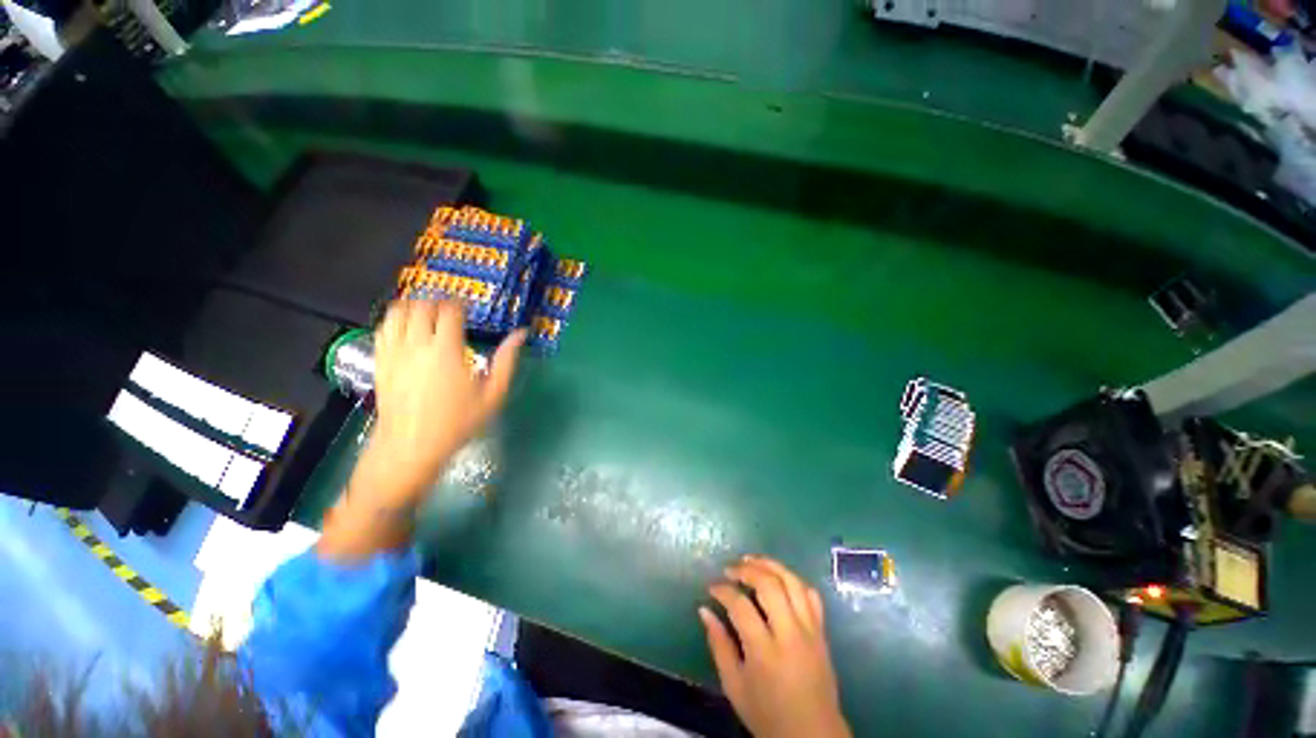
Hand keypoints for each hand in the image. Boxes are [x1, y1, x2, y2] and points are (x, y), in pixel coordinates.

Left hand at [368, 299, 524, 498]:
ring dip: (414, 306)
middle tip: (450, 310)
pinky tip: (406, 328)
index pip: (449, 310)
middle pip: (422, 305)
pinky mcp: (380, 360)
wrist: (411, 445)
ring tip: (427, 313)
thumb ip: (507, 361)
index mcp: (447, 351)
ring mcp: (394, 352)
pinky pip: (383, 327)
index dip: (459, 303)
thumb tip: (520, 334)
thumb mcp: (493, 394)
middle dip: (437, 301)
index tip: (467, 308)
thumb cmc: (457, 421)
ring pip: (398, 312)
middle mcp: (417, 345)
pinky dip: (395, 319)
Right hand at [700, 556, 850, 737]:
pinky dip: (793, 580)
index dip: (722, 590)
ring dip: (770, 565)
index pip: (740, 605)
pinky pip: (811, 595)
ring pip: (792, 582)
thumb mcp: (734, 686)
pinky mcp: (822, 632)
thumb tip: (704, 610)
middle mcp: (790, 634)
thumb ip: (719, 645)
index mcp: (765, 652)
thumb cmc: (767, 714)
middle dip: (746, 569)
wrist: (812, 736)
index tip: (711, 587)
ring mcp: (810, 631)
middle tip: (730, 569)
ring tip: (751, 560)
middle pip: (769, 585)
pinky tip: (778, 577)